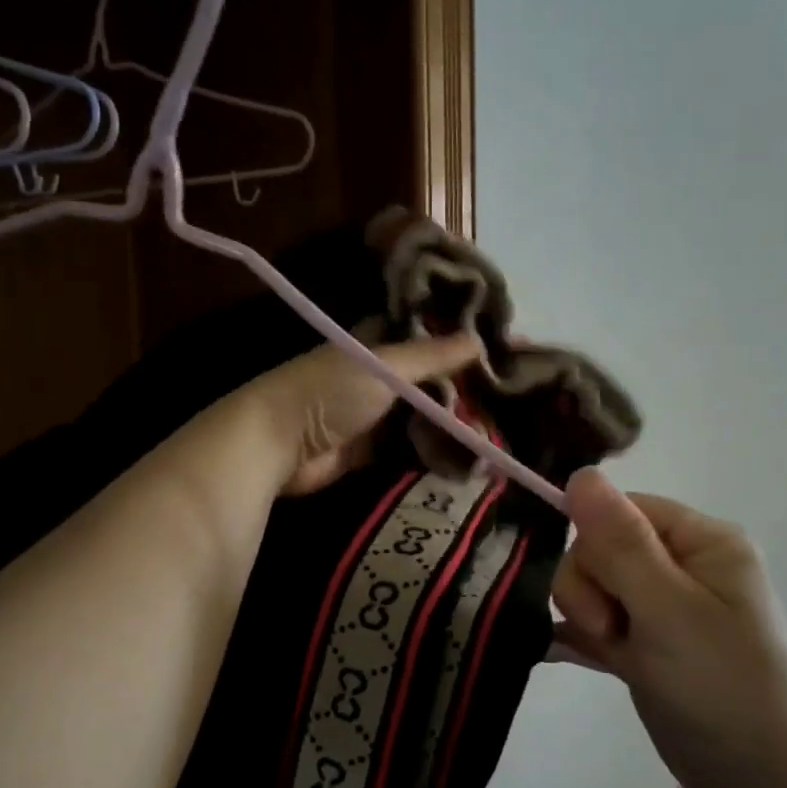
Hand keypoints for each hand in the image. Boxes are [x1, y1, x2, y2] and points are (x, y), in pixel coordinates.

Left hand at [247, 332, 483, 495]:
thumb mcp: (385, 366)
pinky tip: (469, 455)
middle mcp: (377, 375)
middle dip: (461, 385)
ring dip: (451, 422)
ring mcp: (374, 414)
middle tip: (508, 393)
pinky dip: (434, 451)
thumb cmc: (329, 390)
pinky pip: (411, 447)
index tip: (497, 343)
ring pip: (423, 414)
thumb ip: (431, 355)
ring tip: (498, 425)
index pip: (423, 332)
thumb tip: (480, 341)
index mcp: (376, 342)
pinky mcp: (371, 451)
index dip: (455, 336)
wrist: (278, 444)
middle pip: (428, 378)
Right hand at [550, 470, 786, 787]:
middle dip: (591, 590)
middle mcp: (682, 566)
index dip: (596, 545)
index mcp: (701, 541)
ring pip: (592, 586)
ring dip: (587, 617)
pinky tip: (563, 653)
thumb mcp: (667, 608)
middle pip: (600, 548)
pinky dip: (580, 638)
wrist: (763, 782)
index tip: (605, 598)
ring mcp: (662, 607)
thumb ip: (620, 542)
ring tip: (614, 653)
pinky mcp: (646, 645)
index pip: (621, 510)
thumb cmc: (721, 685)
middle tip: (613, 632)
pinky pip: (596, 623)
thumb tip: (581, 474)